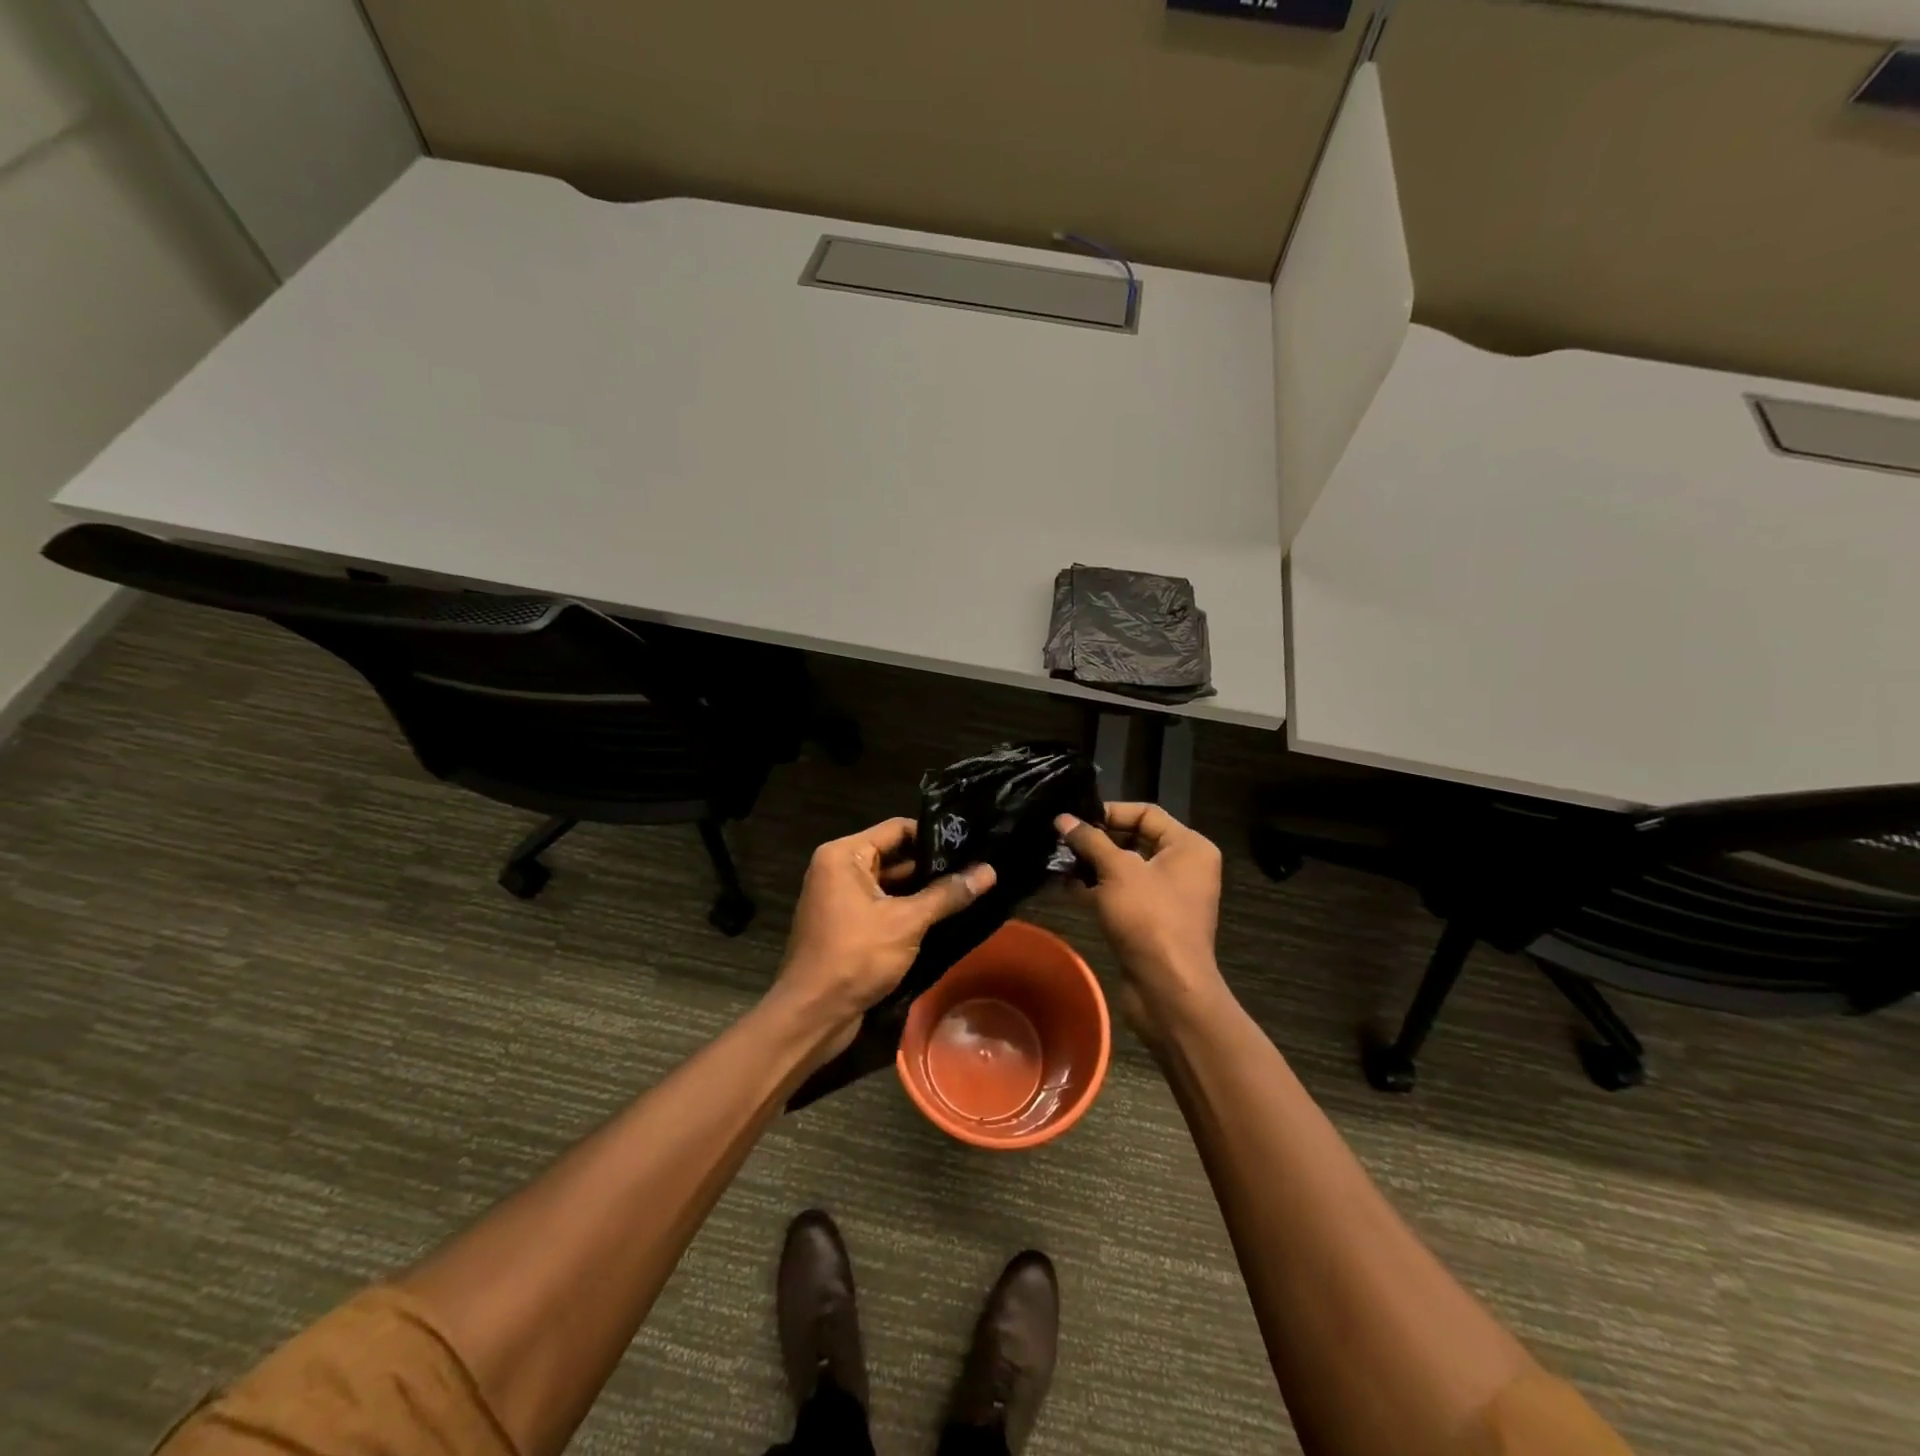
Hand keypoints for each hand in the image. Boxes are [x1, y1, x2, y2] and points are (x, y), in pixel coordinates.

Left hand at [776, 817, 995, 1054]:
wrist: (812, 1015)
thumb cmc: (855, 957)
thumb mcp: (906, 922)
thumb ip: (947, 894)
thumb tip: (989, 871)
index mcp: (843, 855)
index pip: (897, 829)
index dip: (934, 835)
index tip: (971, 843)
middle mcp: (838, 869)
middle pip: (894, 855)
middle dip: (933, 865)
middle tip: (977, 866)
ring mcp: (840, 898)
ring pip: (891, 884)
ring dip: (924, 890)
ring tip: (970, 888)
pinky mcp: (847, 925)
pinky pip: (883, 906)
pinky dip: (909, 910)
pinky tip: (945, 915)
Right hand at [1057, 804, 1228, 1039]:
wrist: (1167, 989)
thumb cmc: (1149, 917)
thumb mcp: (1117, 871)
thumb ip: (1089, 840)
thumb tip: (1062, 819)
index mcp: (1188, 847)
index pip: (1146, 813)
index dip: (1109, 812)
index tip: (1074, 818)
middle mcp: (1182, 867)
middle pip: (1133, 840)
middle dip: (1095, 840)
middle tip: (1059, 838)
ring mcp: (1166, 897)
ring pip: (1123, 870)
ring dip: (1090, 865)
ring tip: (1055, 860)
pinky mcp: (1149, 922)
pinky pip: (1120, 895)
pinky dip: (1095, 890)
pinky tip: (1063, 886)